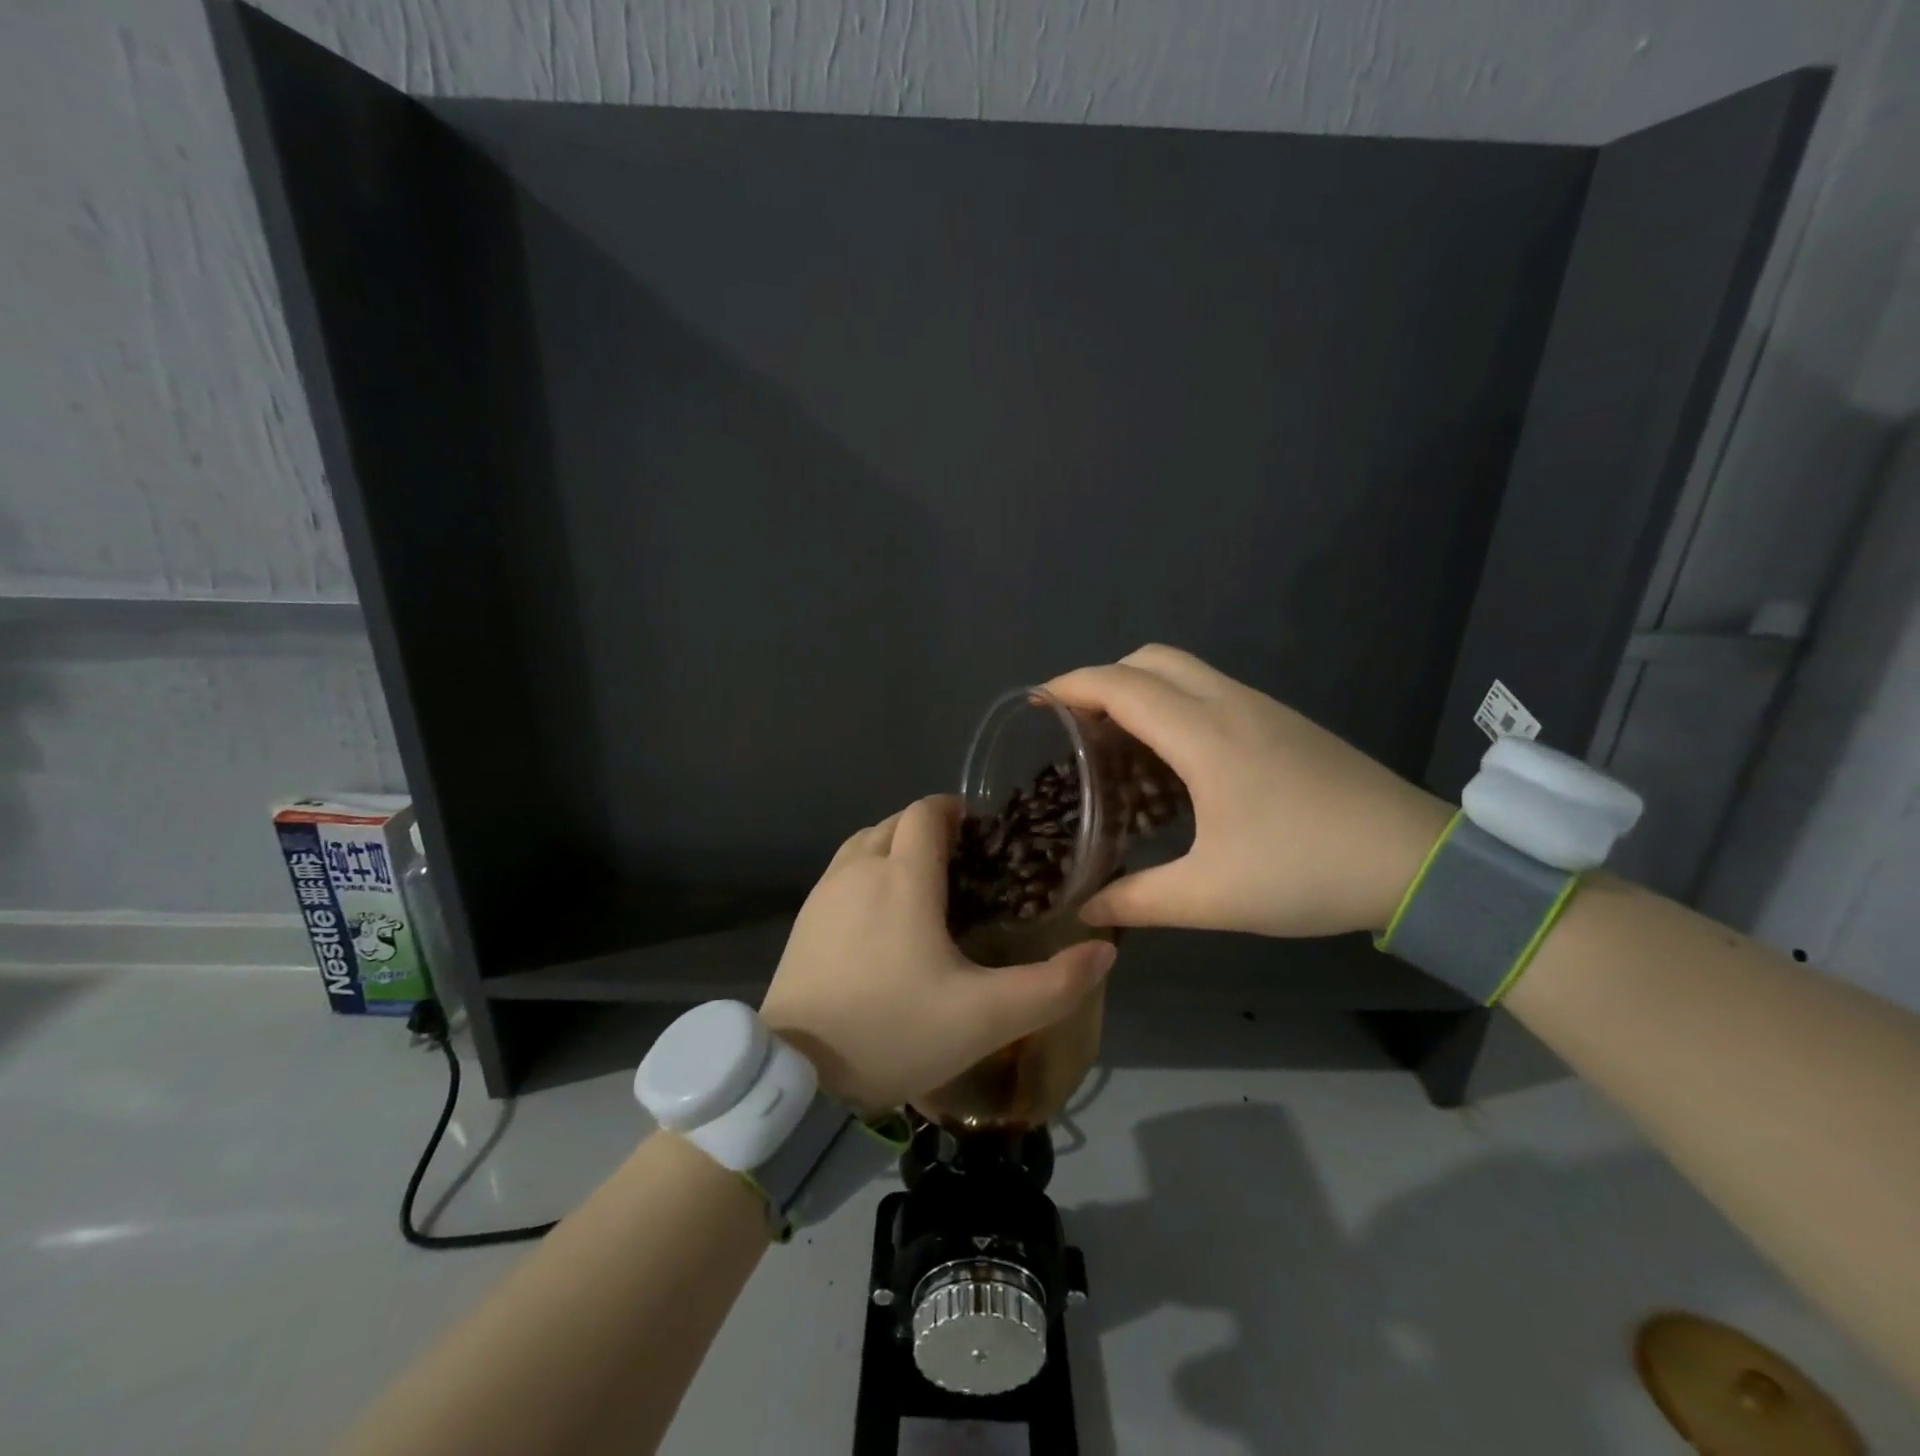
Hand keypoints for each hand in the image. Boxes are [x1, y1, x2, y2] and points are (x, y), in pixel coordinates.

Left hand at [759, 795, 1116, 1113]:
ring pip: (865, 843)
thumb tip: (1103, 950)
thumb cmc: (894, 1032)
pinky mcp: (803, 919)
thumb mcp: (986, 1018)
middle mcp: (859, 869)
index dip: (956, 811)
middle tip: (963, 869)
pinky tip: (882, 918)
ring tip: (925, 888)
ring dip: (896, 848)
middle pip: (896, 822)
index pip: (926, 812)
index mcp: (902, 877)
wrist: (795, 1073)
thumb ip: (1052, 985)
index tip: (983, 837)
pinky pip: (843, 872)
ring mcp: (824, 892)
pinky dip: (868, 873)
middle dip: (930, 830)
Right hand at [1046, 645, 1453, 937]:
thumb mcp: (1212, 896)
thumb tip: (1085, 910)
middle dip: (1104, 679)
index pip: (1121, 686)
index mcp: (1204, 735)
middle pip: (1151, 659)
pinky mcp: (1284, 722)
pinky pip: (1211, 690)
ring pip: (1184, 670)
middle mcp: (1230, 705)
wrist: (1418, 861)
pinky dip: (1174, 702)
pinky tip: (1174, 758)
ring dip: (1141, 689)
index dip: (1071, 686)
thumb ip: (1138, 900)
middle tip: (1078, 726)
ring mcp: (1262, 708)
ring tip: (1118, 742)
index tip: (1036, 704)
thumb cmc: (1307, 871)